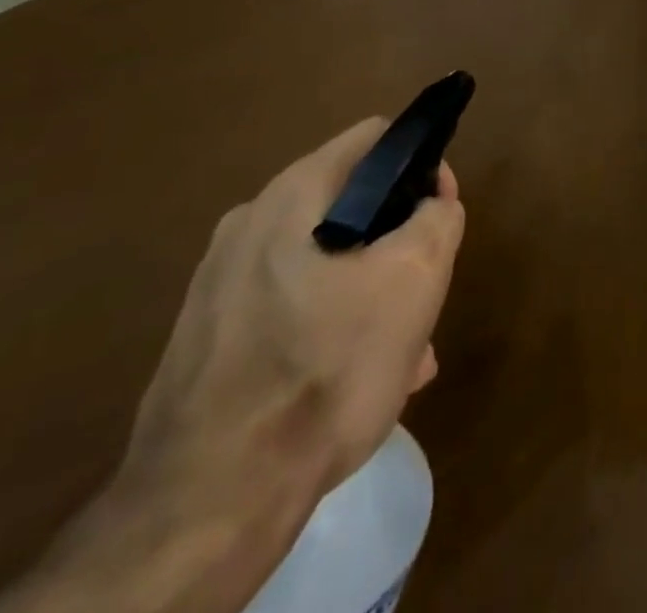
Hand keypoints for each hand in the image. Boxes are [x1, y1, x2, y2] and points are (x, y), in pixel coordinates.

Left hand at [118, 119, 465, 521]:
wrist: (206, 507)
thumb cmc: (324, 369)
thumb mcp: (414, 278)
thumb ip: (436, 218)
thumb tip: (431, 202)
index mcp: (293, 194)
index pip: (376, 139)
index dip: (422, 165)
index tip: (440, 216)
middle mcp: (249, 225)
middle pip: (352, 207)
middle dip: (397, 246)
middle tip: (423, 298)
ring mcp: (219, 285)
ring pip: (325, 265)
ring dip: (371, 296)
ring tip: (402, 357)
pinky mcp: (207, 341)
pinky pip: (290, 311)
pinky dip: (329, 331)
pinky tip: (351, 387)